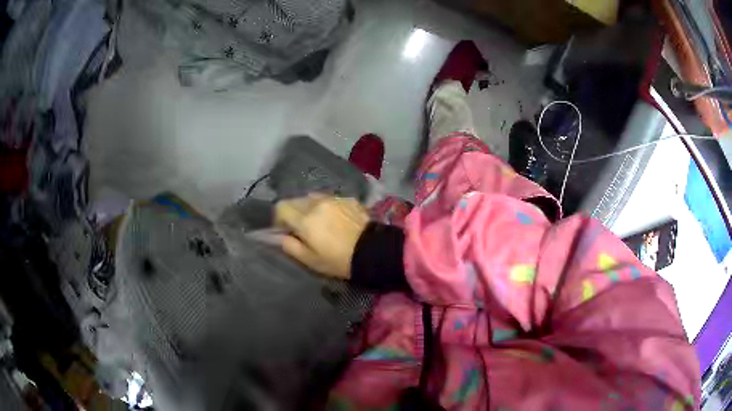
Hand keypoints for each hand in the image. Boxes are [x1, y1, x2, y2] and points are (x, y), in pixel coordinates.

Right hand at [275, 194, 369, 278]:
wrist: (372, 251)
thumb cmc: (338, 260)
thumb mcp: (310, 260)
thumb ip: (290, 246)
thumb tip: (277, 236)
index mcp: (305, 219)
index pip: (281, 207)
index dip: (278, 218)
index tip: (284, 230)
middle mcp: (316, 203)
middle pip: (295, 200)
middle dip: (293, 212)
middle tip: (301, 228)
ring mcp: (333, 198)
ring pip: (312, 197)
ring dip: (309, 208)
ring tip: (318, 222)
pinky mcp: (347, 199)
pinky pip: (329, 199)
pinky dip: (326, 207)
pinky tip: (335, 219)